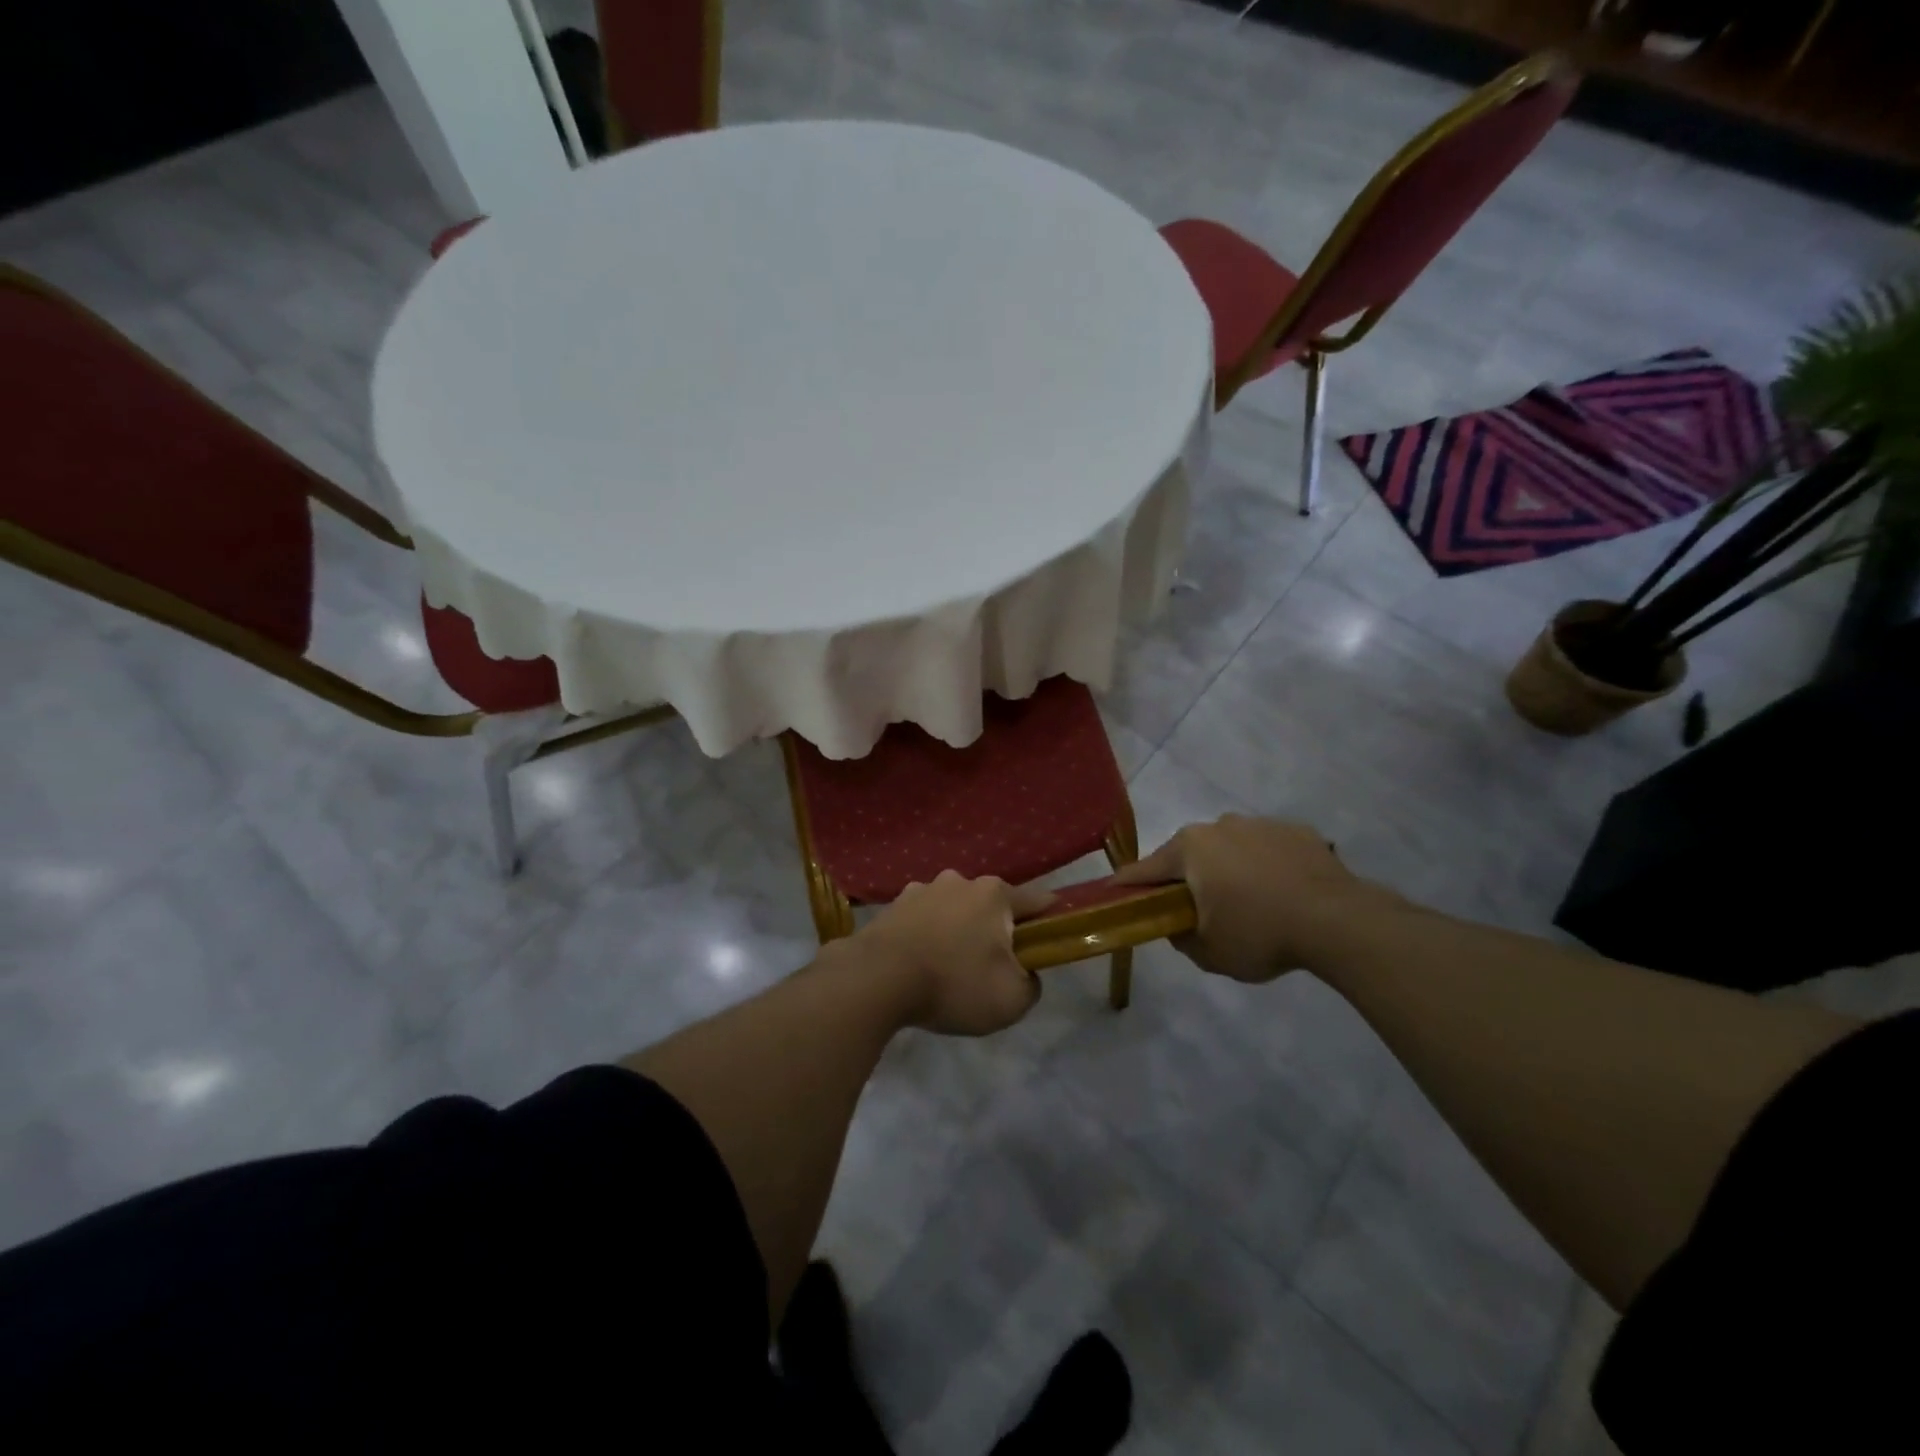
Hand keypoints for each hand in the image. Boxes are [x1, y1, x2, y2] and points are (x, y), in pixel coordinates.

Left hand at [854, 872, 1055, 1035]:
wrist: (876, 979)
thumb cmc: (953, 984)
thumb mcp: (1012, 1000)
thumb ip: (1032, 983)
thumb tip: (1026, 972)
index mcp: (995, 894)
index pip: (1038, 901)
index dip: (1050, 921)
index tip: (1050, 941)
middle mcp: (961, 881)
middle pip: (992, 905)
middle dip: (996, 931)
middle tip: (991, 968)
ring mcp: (923, 889)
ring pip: (955, 910)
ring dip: (958, 931)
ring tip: (949, 969)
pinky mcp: (894, 905)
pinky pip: (924, 920)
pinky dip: (928, 936)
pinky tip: (920, 964)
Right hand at [1113, 815, 1388, 981]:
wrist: (1337, 921)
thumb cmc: (1260, 934)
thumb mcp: (1209, 953)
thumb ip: (1182, 938)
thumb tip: (1178, 925)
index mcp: (1190, 848)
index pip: (1146, 869)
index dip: (1129, 885)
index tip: (1116, 894)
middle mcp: (1219, 826)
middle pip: (1190, 854)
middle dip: (1189, 878)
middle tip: (1198, 910)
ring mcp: (1261, 824)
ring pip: (1231, 848)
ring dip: (1230, 869)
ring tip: (1251, 904)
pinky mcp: (1297, 831)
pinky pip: (1269, 849)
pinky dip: (1267, 867)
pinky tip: (1283, 894)